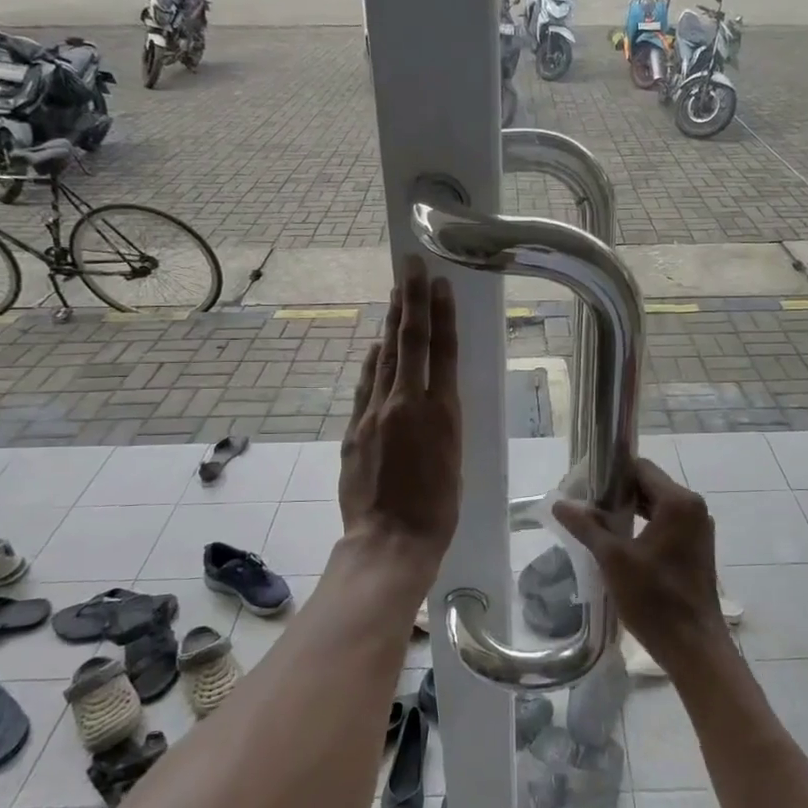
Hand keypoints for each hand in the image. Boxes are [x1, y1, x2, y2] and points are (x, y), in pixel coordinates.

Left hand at [338, 256, 461, 561]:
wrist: (389, 541)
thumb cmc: (438, 510)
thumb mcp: (454, 460)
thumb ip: (441, 422)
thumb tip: (431, 393)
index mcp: (441, 414)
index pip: (441, 352)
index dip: (441, 314)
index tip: (439, 283)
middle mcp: (405, 405)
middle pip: (409, 343)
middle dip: (411, 301)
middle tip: (411, 266)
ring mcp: (374, 415)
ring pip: (384, 358)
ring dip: (391, 323)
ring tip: (396, 293)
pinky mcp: (353, 430)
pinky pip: (364, 386)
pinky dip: (372, 362)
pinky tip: (375, 345)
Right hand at [553, 459, 726, 666]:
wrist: (693, 647)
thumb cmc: (655, 599)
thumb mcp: (613, 559)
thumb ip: (586, 526)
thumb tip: (559, 503)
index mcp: (679, 502)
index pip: (640, 468)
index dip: (610, 473)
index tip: (584, 486)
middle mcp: (694, 508)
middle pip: (649, 485)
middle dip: (617, 492)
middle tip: (584, 505)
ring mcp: (698, 529)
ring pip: (657, 506)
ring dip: (629, 510)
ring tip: (596, 522)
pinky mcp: (696, 549)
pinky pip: (666, 524)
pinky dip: (643, 525)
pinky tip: (619, 541)